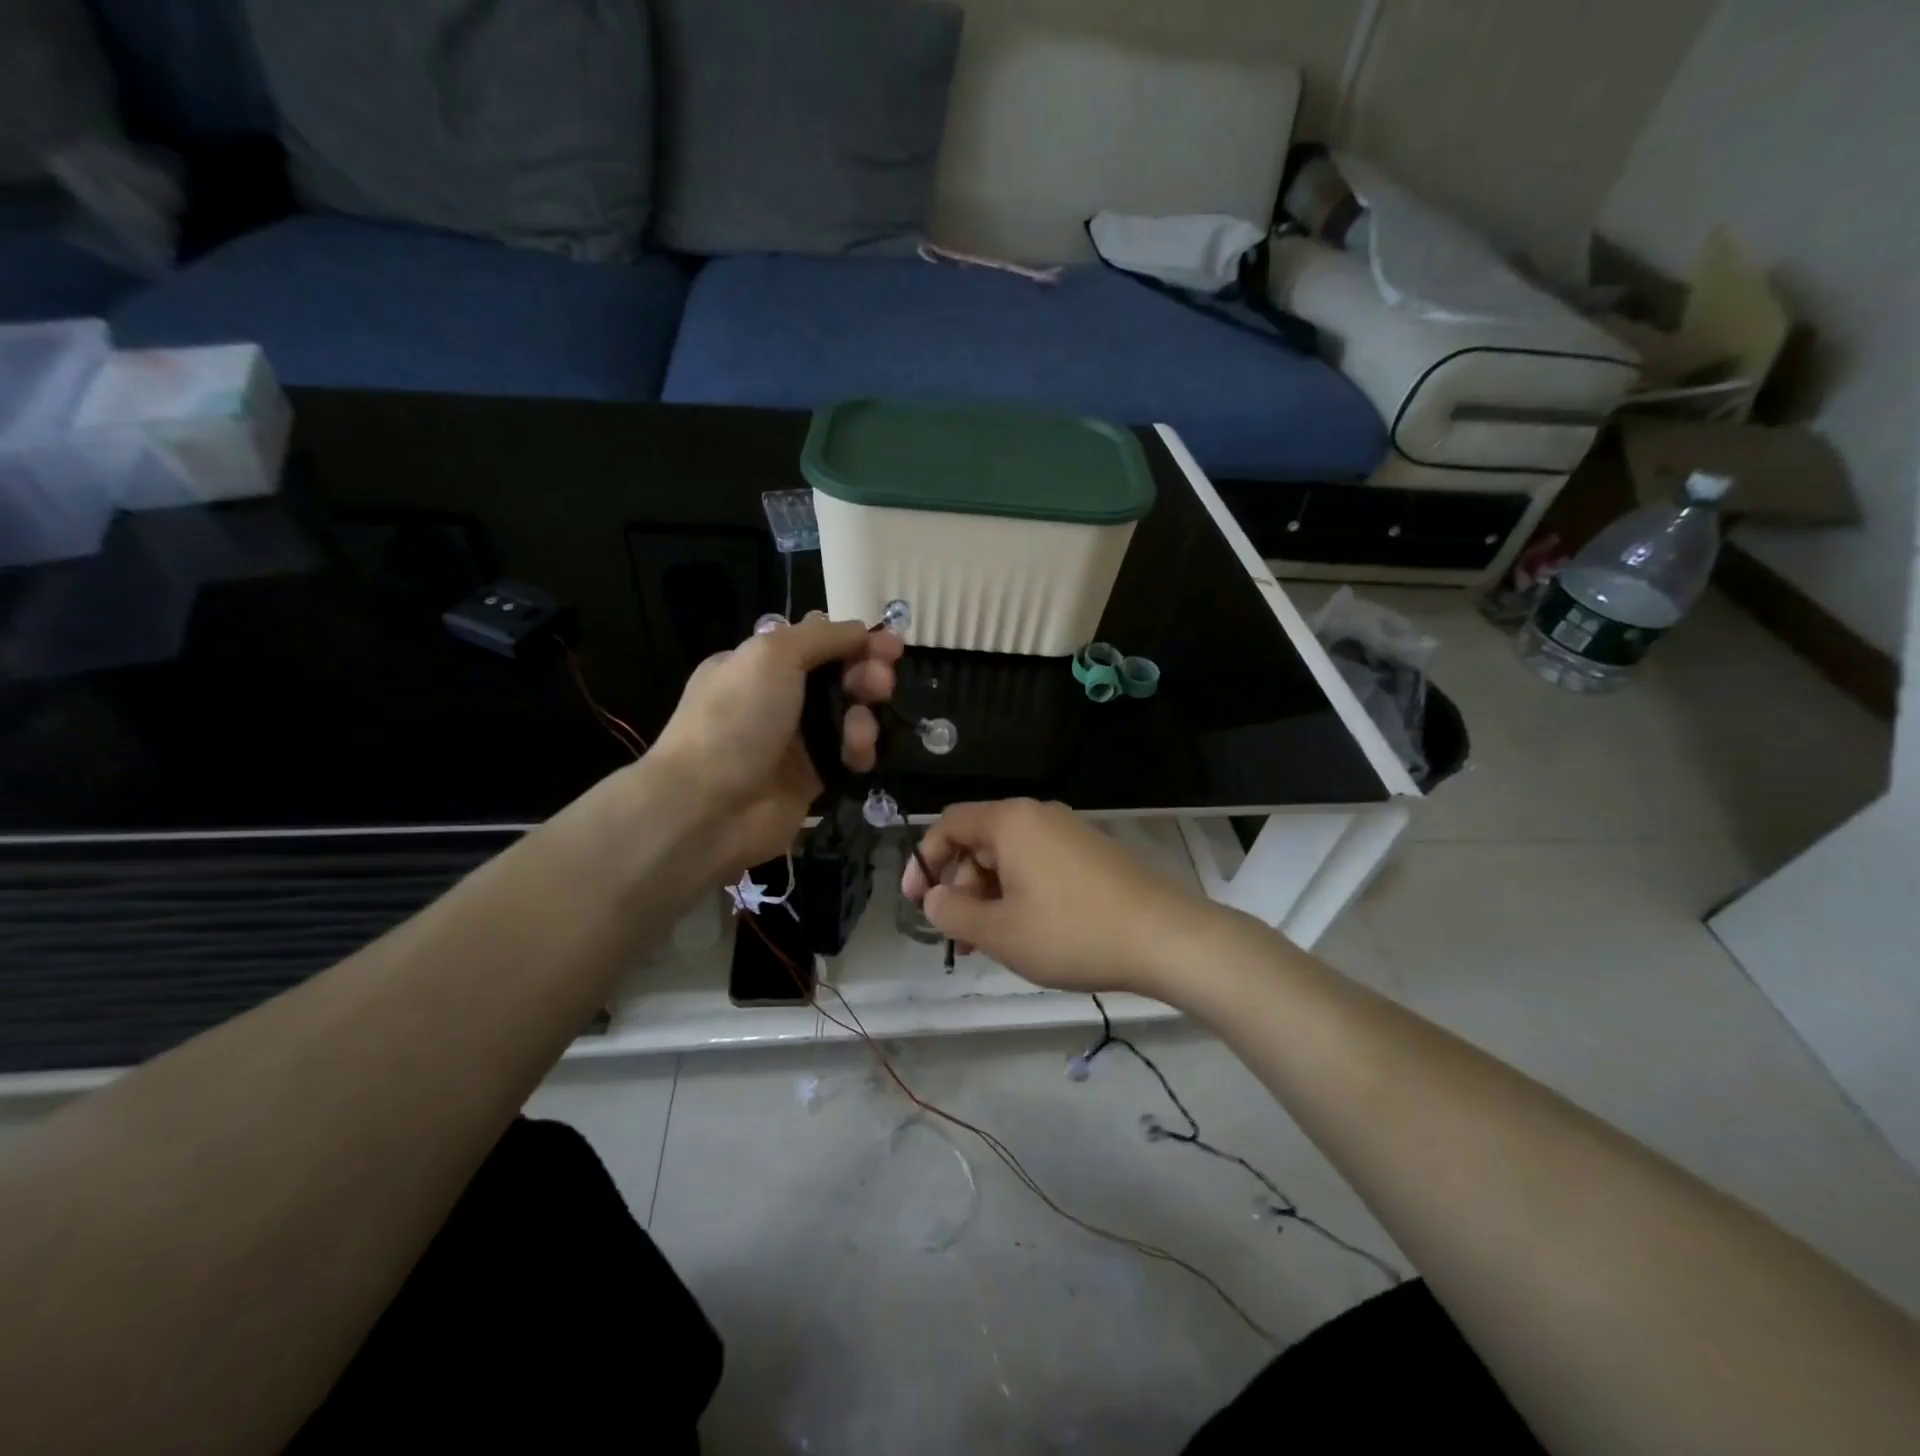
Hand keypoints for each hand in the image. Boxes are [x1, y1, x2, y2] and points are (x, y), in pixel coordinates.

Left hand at [649, 615, 900, 876]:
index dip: (854, 641)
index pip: (817, 642)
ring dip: (864, 715)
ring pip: (849, 715)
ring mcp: (795, 740)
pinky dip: (858, 751)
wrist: (707, 806)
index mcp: (759, 664)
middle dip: (867, 674)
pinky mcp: (812, 778)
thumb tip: (861, 629)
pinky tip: (858, 755)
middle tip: (882, 683)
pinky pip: (848, 754)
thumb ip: (822, 636)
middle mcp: (777, 698)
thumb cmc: (736, 719)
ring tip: (862, 728)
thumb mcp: (772, 655)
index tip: (889, 646)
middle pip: (838, 676)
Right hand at [901, 799, 1217, 996]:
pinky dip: (1019, 893)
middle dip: (958, 886)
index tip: (918, 903)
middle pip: (979, 840)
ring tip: (987, 942)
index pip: (949, 824)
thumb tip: (934, 898)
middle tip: (957, 934)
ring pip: (1009, 857)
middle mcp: (1038, 816)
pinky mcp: (1091, 853)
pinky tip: (1025, 932)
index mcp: (1011, 821)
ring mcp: (1069, 832)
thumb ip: (953, 913)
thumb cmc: (1072, 932)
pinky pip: (1038, 865)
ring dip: (988, 895)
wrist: (1165, 937)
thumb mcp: (1000, 931)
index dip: (924, 860)